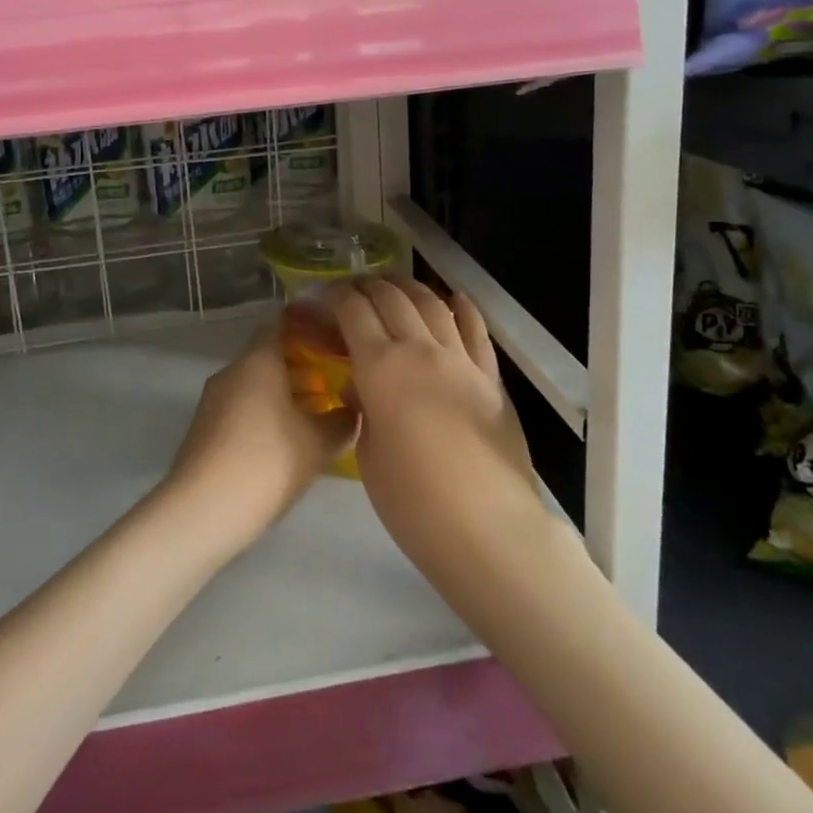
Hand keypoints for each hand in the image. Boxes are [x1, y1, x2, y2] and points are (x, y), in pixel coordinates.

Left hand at [161, 325, 357, 548]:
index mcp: (258, 360)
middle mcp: (232, 371)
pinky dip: (265, 414)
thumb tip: (353, 409)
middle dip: (301, 368)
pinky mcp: (205, 428)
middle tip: (333, 386)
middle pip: (269, 357)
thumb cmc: (267, 462)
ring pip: (255, 384)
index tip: (333, 343)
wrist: (203, 510)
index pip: (281, 325)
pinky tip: (286, 443)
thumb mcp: (319, 443)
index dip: (308, 330)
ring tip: (316, 418)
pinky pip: (241, 407)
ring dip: (284, 394)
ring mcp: (213, 400)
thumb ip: (343, 420)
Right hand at [332, 277, 535, 541]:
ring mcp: (460, 359)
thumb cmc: (414, 502)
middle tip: (351, 290)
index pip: (353, 311)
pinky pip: (475, 329)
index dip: (335, 296)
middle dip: (366, 286)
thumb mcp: (368, 455)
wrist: (489, 529)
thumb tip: (364, 386)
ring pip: (431, 303)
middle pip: (390, 297)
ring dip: (407, 286)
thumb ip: (363, 409)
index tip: (322, 296)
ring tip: (392, 284)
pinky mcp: (490, 376)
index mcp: (381, 367)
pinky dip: (462, 307)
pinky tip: (453, 297)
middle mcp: (419, 349)